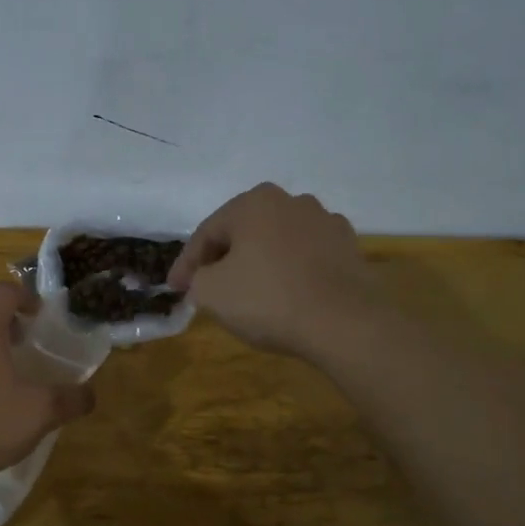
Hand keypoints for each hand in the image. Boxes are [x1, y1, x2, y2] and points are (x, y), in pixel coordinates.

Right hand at [168, 183, 384, 358]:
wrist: (345, 324)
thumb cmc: (268, 300)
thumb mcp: (211, 293)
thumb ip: (197, 280)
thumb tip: (203, 280)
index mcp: (253, 203)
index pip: (207, 233)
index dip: (186, 264)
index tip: (174, 289)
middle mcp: (291, 201)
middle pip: (243, 232)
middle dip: (222, 259)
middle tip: (206, 287)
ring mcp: (325, 222)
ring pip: (276, 242)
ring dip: (258, 262)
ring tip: (247, 291)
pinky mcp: (349, 248)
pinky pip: (306, 257)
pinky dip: (290, 271)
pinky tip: (285, 294)